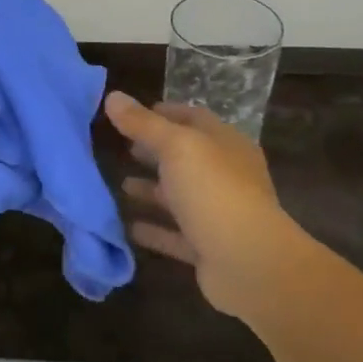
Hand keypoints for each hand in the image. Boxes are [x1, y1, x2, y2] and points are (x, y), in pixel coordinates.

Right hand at [104, 92, 304, 320]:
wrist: (249, 264)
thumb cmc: (214, 191)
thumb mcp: (176, 147)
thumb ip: (143, 124)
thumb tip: (113, 97)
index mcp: (225, 144)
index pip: (194, 118)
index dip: (164, 113)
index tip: (131, 114)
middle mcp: (225, 176)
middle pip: (186, 158)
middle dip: (155, 152)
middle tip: (122, 148)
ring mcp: (218, 213)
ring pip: (180, 197)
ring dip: (152, 190)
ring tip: (120, 184)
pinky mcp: (208, 248)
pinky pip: (175, 234)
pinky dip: (154, 229)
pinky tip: (128, 226)